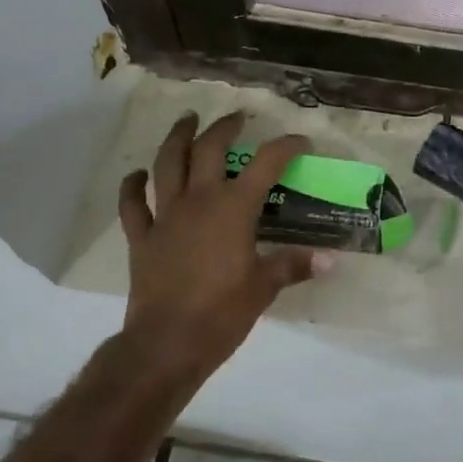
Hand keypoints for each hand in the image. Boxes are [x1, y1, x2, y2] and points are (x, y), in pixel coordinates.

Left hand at [117, 112, 325, 390]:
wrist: (167, 343)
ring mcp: (166, 215)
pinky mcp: (141, 237)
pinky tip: (137, 175)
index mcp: (234, 209)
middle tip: (236, 117)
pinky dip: (132, 186)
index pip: (267, 164)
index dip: (286, 147)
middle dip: (224, 127)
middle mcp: (199, 201)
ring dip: (177, 138)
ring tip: (186, 120)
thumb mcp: (264, 288)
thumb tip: (329, 260)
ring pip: (167, 164)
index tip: (301, 142)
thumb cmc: (222, 313)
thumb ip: (293, 266)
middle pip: (209, 149)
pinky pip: (132, 204)